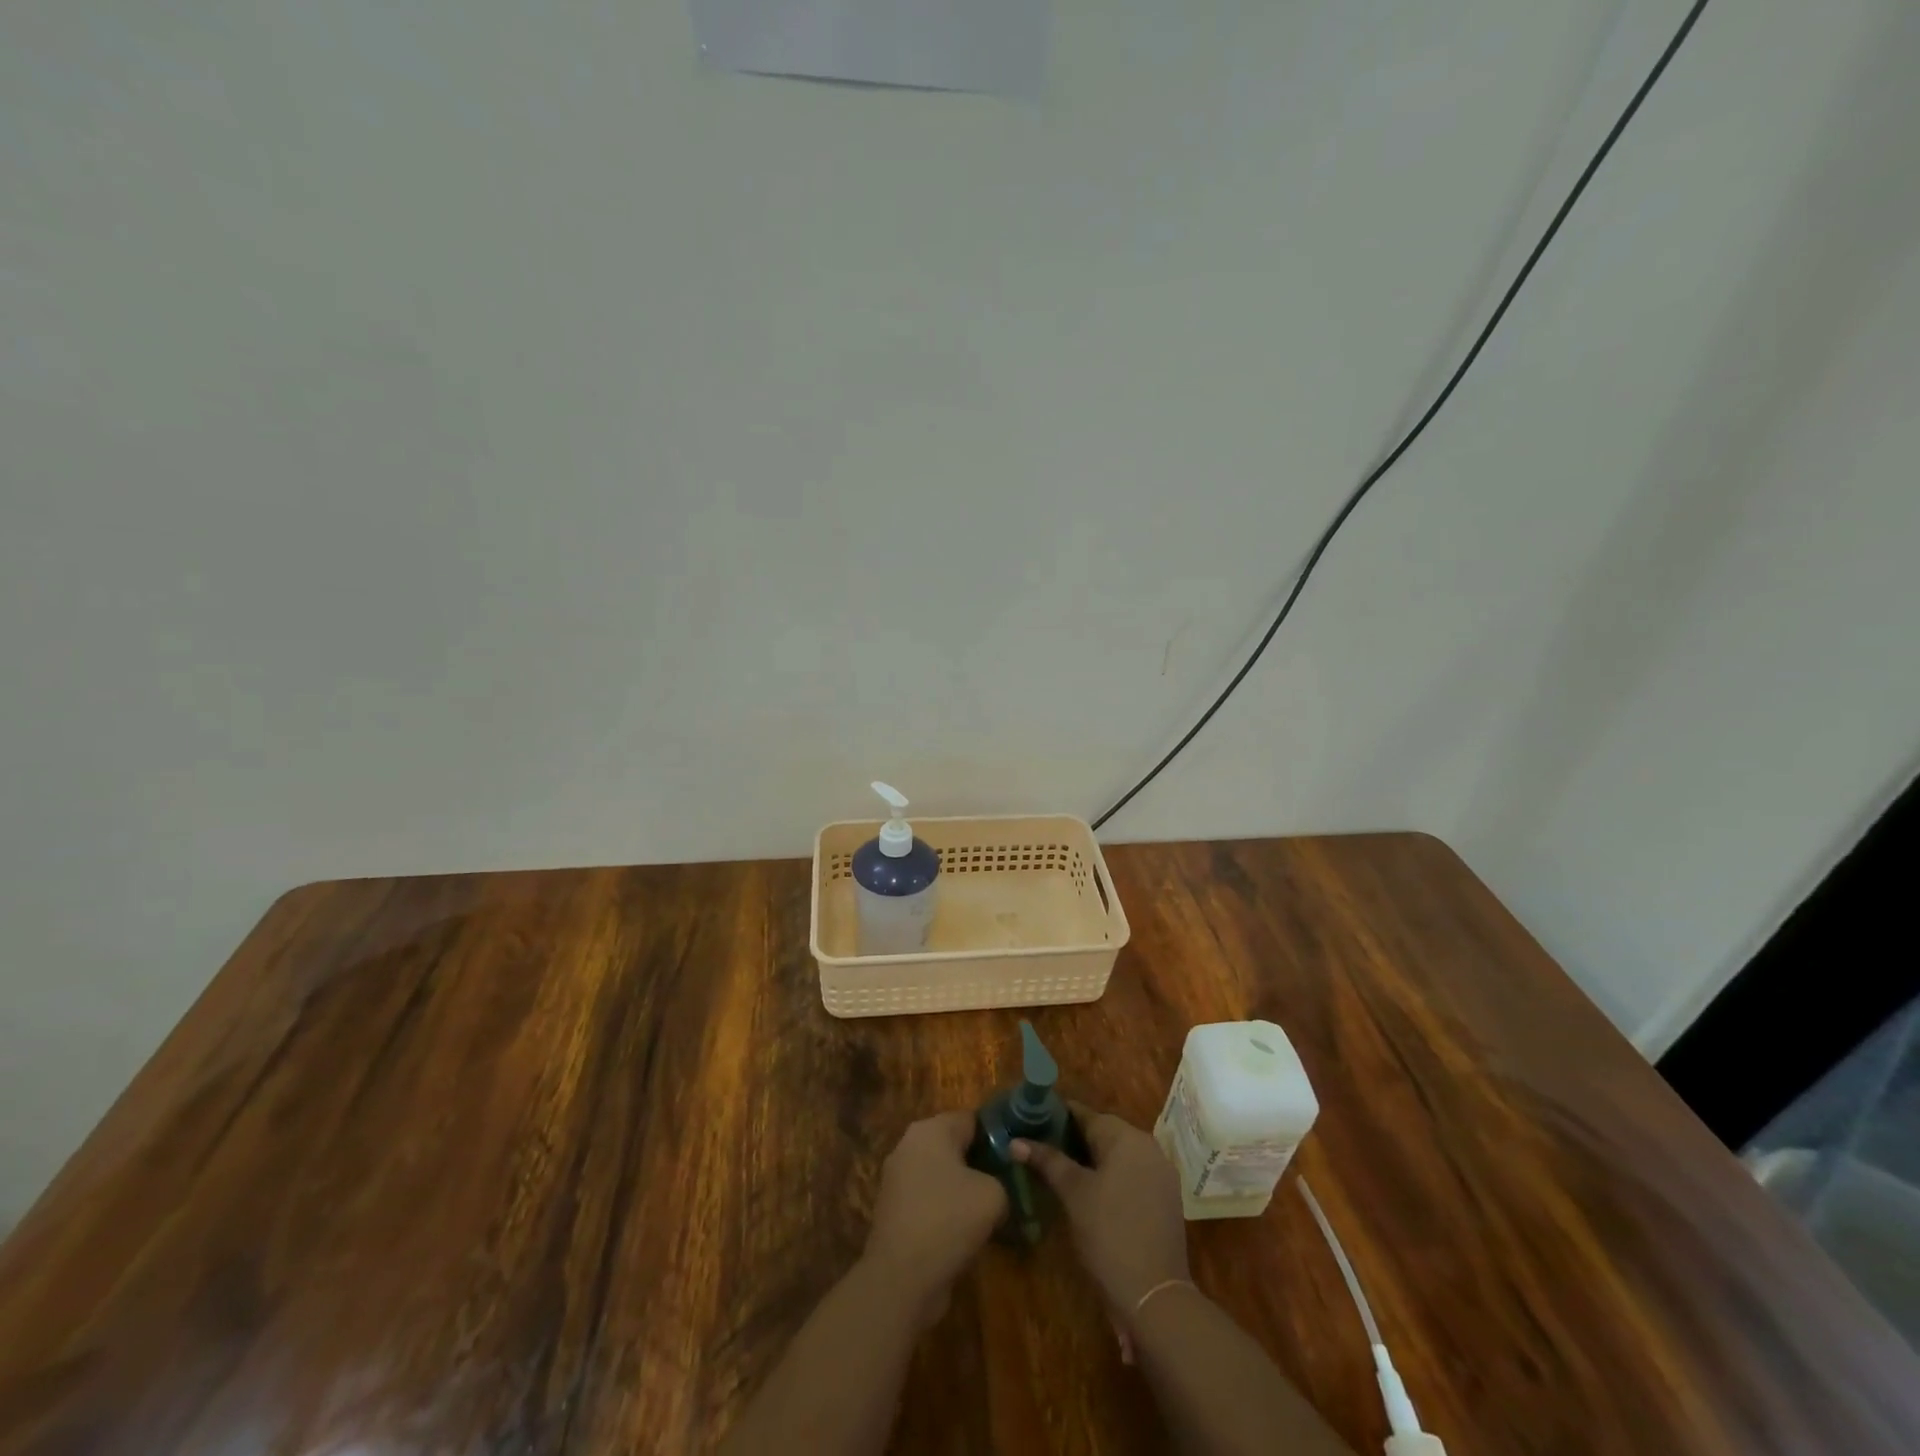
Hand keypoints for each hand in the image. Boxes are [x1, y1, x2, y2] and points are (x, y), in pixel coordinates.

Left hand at [862, 1111, 1006, 1325]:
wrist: (901, 1278)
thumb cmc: (949, 1220)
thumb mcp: (994, 1195)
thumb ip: (1002, 1179)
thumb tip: (998, 1187)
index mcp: (931, 1129)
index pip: (972, 1119)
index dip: (997, 1136)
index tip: (1017, 1157)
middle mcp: (910, 1145)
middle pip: (955, 1146)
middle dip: (980, 1163)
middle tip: (1007, 1184)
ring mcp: (897, 1178)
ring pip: (942, 1174)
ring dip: (963, 1189)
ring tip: (990, 1211)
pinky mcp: (894, 1209)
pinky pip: (929, 1199)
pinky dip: (946, 1210)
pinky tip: (966, 1232)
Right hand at [1014, 1105, 1189, 1352]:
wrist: (1154, 1296)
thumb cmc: (1109, 1234)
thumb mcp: (1073, 1193)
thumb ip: (1047, 1161)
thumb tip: (1015, 1141)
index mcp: (1127, 1137)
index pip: (1086, 1114)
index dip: (1057, 1116)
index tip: (1032, 1122)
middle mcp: (1148, 1146)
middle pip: (1104, 1132)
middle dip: (1073, 1138)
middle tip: (1041, 1149)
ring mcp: (1161, 1173)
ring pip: (1118, 1153)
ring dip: (1092, 1158)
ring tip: (1060, 1169)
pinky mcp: (1166, 1198)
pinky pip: (1132, 1173)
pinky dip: (1111, 1175)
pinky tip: (1090, 1191)